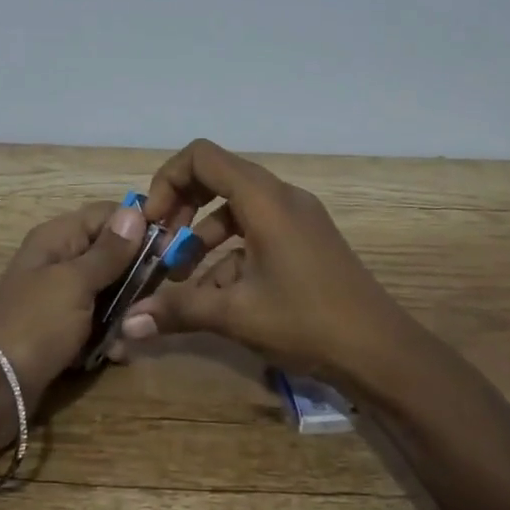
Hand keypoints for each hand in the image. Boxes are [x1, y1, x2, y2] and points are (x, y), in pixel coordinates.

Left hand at [0, 196, 148, 417]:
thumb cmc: (33, 325)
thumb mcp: (74, 283)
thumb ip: (108, 252)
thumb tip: (134, 210)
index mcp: (57, 239)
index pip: (107, 215)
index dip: (138, 226)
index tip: (171, 247)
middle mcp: (59, 263)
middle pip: (111, 255)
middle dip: (137, 276)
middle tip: (158, 295)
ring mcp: (60, 301)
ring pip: (109, 294)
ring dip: (125, 312)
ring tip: (133, 332)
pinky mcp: (62, 335)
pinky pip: (96, 327)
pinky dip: (109, 338)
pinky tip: (117, 354)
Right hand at [119, 139, 409, 385]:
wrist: (381, 353)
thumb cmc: (307, 322)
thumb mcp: (236, 314)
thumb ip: (178, 310)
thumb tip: (127, 322)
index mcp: (264, 199)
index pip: (203, 157)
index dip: (168, 180)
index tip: (153, 222)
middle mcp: (281, 197)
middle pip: (218, 177)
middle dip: (183, 208)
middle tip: (161, 244)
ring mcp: (297, 219)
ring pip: (236, 209)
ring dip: (203, 236)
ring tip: (180, 278)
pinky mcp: (305, 241)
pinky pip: (256, 232)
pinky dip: (230, 254)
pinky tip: (214, 296)